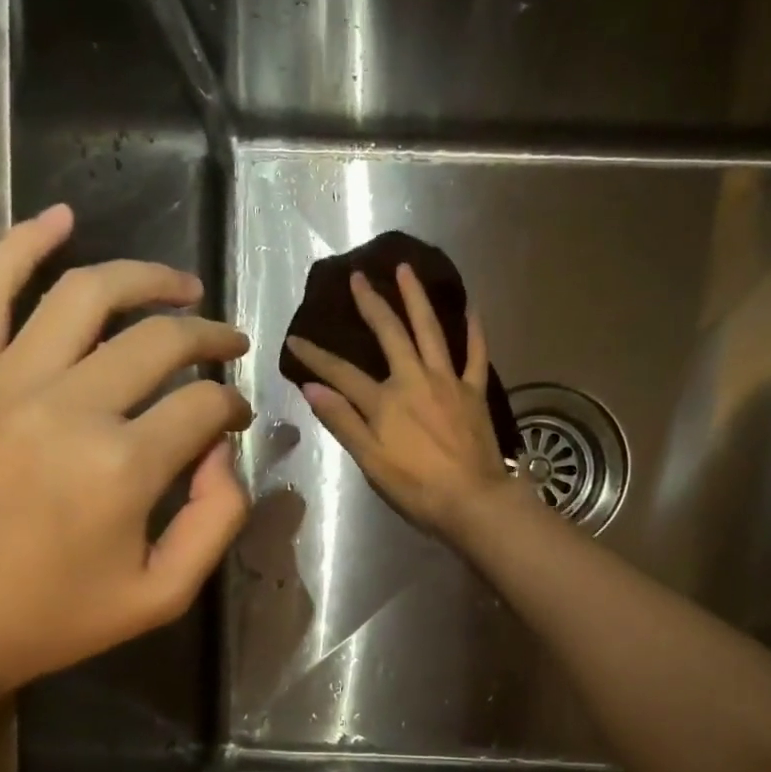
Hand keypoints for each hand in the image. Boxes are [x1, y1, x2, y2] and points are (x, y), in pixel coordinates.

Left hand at [0, 205, 253, 697]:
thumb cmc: (52, 620)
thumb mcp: (162, 596)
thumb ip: (217, 520)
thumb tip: (224, 452)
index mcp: (123, 467)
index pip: (204, 406)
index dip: (233, 408)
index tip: (235, 421)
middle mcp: (69, 407)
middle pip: (160, 341)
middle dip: (210, 338)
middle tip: (229, 346)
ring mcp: (5, 383)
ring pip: (87, 295)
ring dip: (147, 279)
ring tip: (182, 285)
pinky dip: (23, 244)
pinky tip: (61, 218)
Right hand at [285, 265, 520, 539]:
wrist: (472, 500)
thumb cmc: (416, 487)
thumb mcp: (370, 461)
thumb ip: (342, 421)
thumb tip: (312, 388)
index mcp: (384, 401)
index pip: (341, 372)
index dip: (315, 356)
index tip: (295, 338)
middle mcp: (415, 380)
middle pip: (390, 334)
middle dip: (371, 304)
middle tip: (359, 277)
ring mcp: (448, 381)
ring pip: (431, 331)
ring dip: (416, 298)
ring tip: (406, 270)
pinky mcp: (475, 391)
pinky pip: (475, 354)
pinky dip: (474, 329)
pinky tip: (471, 307)